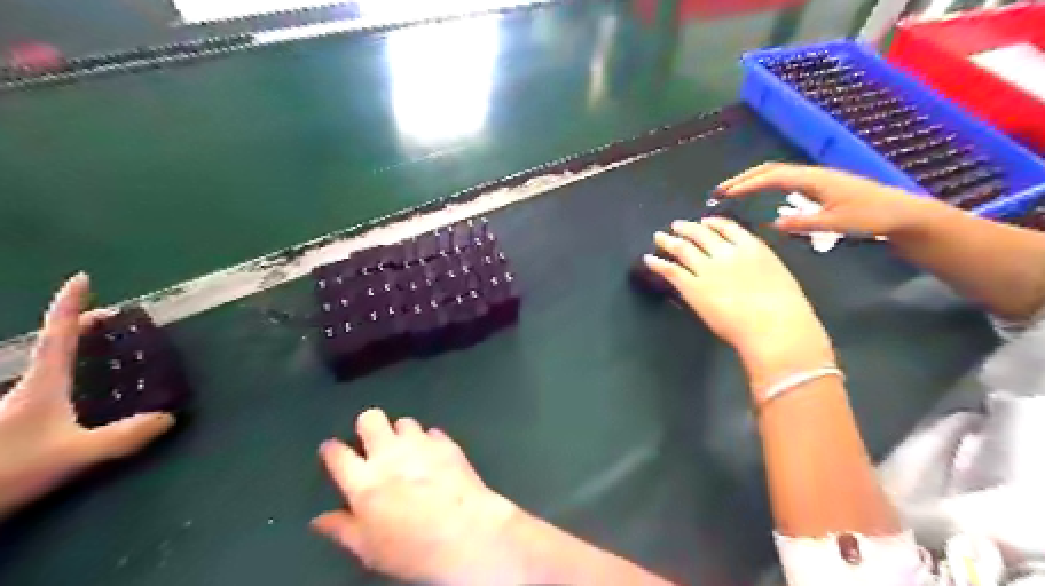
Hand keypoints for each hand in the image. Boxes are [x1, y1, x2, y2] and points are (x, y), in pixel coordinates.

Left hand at [0, 274, 173, 516]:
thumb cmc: (6, 470)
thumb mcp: (75, 455)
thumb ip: (124, 436)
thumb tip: (167, 418)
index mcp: (42, 384)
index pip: (57, 334)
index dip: (70, 304)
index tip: (82, 278)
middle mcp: (26, 387)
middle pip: (53, 345)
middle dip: (81, 326)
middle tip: (113, 321)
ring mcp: (16, 406)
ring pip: (48, 368)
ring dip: (74, 352)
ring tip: (102, 352)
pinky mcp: (14, 423)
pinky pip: (47, 388)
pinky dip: (69, 378)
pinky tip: (83, 394)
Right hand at [310, 410, 521, 582]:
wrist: (465, 533)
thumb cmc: (412, 549)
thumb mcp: (368, 549)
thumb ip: (342, 529)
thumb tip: (319, 520)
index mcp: (363, 481)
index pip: (337, 453)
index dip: (331, 449)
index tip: (332, 451)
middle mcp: (389, 454)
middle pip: (370, 419)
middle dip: (368, 426)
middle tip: (373, 443)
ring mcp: (420, 444)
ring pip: (404, 422)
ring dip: (402, 434)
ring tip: (407, 451)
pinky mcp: (447, 443)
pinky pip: (432, 432)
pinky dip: (429, 442)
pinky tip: (433, 457)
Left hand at [651, 218, 837, 390]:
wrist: (773, 325)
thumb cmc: (785, 308)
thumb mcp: (778, 275)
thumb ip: (760, 266)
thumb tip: (751, 267)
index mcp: (751, 247)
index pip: (728, 228)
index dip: (713, 223)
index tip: (705, 222)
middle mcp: (726, 252)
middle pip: (701, 234)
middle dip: (688, 228)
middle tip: (677, 226)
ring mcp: (707, 268)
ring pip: (682, 248)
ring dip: (669, 240)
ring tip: (659, 237)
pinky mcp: (692, 286)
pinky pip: (670, 270)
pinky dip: (657, 263)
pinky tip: (649, 259)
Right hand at [714, 161, 943, 235]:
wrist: (901, 213)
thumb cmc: (870, 217)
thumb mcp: (837, 223)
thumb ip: (804, 223)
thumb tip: (773, 224)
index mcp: (813, 179)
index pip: (772, 177)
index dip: (746, 184)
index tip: (725, 194)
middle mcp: (811, 174)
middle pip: (770, 169)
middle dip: (743, 178)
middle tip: (720, 190)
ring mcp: (816, 177)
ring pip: (776, 172)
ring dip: (752, 179)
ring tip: (733, 191)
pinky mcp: (819, 184)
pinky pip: (784, 178)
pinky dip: (764, 183)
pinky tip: (759, 194)